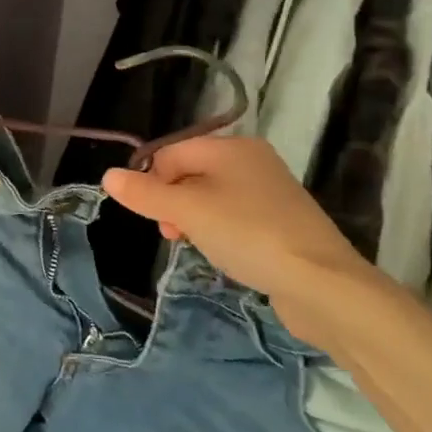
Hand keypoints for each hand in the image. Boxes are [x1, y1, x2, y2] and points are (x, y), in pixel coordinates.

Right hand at [102, 136, 373, 344]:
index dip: (152, 181)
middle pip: (191, 172)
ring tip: (195, 246)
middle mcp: (252, 160)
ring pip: (212, 197)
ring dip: (193, 219)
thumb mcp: (187, 211)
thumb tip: (108, 177)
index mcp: (231, 146)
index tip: (152, 216)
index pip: (172, 152)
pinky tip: (224, 254)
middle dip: (172, 202)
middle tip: (172, 234)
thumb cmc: (248, 234)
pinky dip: (220, 231)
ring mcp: (271, 192)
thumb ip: (146, 194)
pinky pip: (235, 218)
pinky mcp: (282, 223)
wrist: (323, 284)